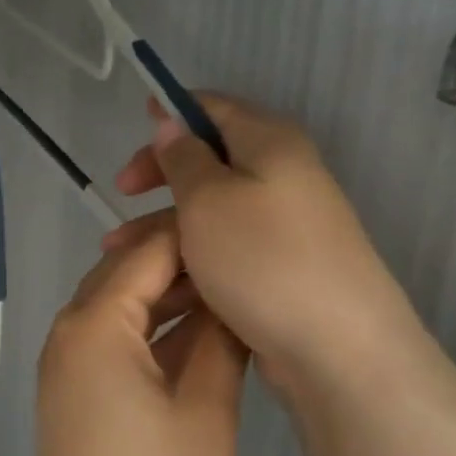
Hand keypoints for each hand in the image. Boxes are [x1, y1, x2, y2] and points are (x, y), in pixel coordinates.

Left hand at [23, 217, 248, 455]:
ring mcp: (66, 363)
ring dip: (166, 297)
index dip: (196, 238)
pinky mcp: (73, 392)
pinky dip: (150, 331)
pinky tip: (196, 333)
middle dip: (181, 262)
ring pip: (119, 306)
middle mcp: (68, 331)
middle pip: (126, 273)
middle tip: (244, 259)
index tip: (247, 228)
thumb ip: (218, 342)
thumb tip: (233, 299)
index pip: (147, 254)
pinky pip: (112, 339)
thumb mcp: (205, 413)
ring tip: (230, 292)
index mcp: (94, 324)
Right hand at [110, 96, 418, 393]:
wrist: (339, 349)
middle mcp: (282, 174)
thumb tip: (174, 125)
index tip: (137, 119)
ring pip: (211, 208)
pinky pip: (225, 245)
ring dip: (163, 221)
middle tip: (122, 192)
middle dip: (160, 174)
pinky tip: (157, 277)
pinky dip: (189, 252)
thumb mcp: (206, 199)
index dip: (173, 110)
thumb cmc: (262, 258)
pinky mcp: (281, 265)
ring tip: (117, 250)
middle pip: (210, 158)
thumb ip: (183, 157)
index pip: (214, 106)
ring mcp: (284, 222)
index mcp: (269, 142)